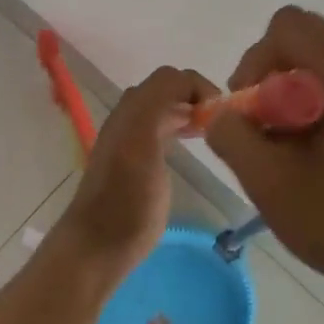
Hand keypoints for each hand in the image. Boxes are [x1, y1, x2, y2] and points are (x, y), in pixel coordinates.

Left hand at [62, 65, 219, 279]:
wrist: (100, 245)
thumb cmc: (126, 198)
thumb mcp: (141, 142)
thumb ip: (159, 106)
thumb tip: (188, 88)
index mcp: (132, 110)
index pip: (171, 78)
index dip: (199, 86)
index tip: (223, 113)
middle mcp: (130, 118)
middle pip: (167, 89)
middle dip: (196, 96)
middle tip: (222, 121)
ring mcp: (131, 140)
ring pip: (164, 108)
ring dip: (189, 111)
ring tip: (212, 131)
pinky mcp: (137, 164)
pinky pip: (162, 129)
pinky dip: (181, 127)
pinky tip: (193, 144)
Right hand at [205, 7, 323, 300]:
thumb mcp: (271, 183)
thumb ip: (233, 136)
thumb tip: (221, 112)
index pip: (289, 26)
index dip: (255, 61)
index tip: (251, 111)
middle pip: (308, 38)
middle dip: (272, 75)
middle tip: (266, 127)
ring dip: (294, 90)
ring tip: (291, 143)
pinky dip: (319, 102)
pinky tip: (317, 150)